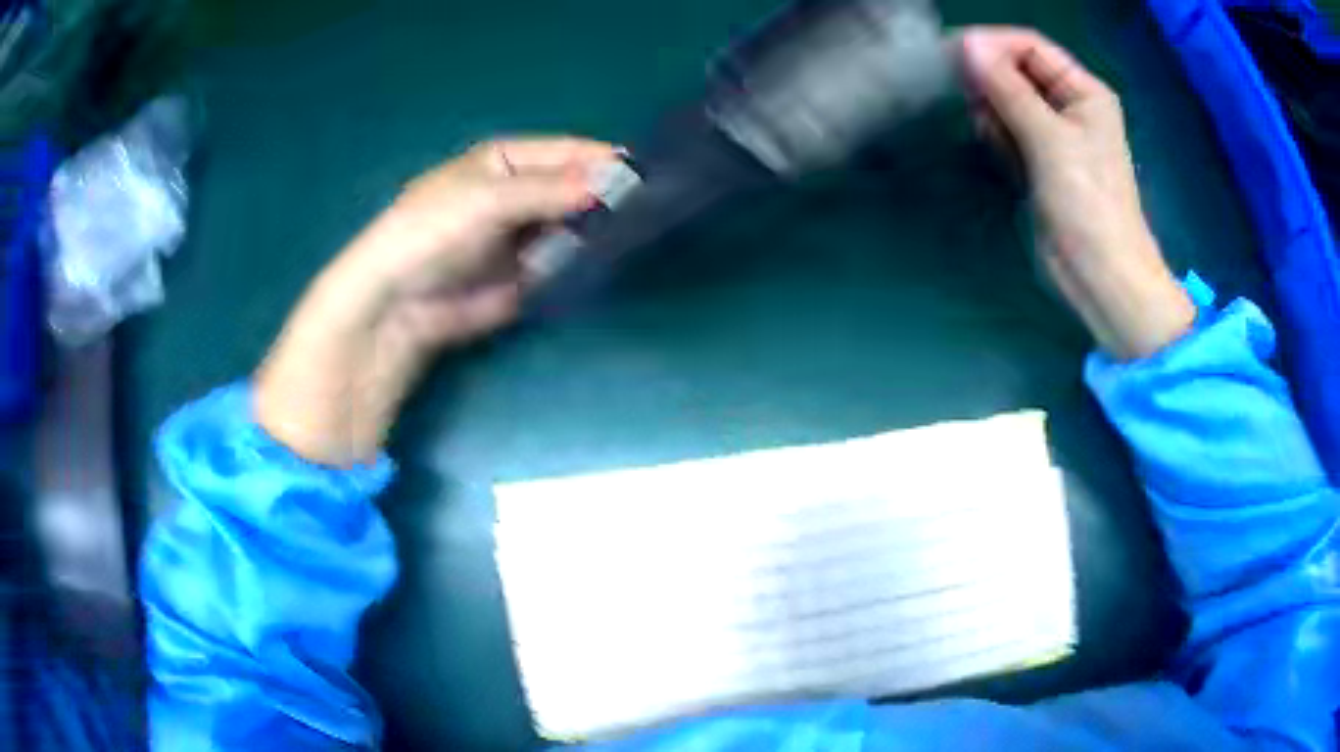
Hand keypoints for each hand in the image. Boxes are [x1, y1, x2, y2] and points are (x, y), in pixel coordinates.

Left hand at [254, 137, 617, 465]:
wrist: (397, 305)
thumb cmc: (431, 231)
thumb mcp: (487, 199)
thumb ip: (549, 189)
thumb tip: (612, 182)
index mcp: (505, 161)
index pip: (566, 152)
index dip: (603, 160)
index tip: (649, 174)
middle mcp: (520, 192)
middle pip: (576, 188)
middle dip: (609, 197)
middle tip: (654, 208)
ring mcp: (526, 235)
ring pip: (577, 225)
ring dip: (603, 230)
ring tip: (644, 234)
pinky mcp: (529, 275)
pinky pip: (567, 262)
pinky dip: (587, 262)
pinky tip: (617, 261)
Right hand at [959, 27, 1195, 359]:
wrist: (1100, 276)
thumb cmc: (1088, 204)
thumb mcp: (1049, 139)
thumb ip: (1007, 88)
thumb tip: (966, 44)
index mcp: (1083, 91)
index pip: (1029, 46)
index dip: (993, 45)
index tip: (953, 56)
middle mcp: (1067, 106)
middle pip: (1014, 71)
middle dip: (991, 84)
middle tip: (977, 107)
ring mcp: (1051, 135)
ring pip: (1005, 102)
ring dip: (992, 114)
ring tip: (1001, 143)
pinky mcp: (1037, 162)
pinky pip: (1006, 132)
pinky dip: (997, 138)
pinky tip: (1005, 159)